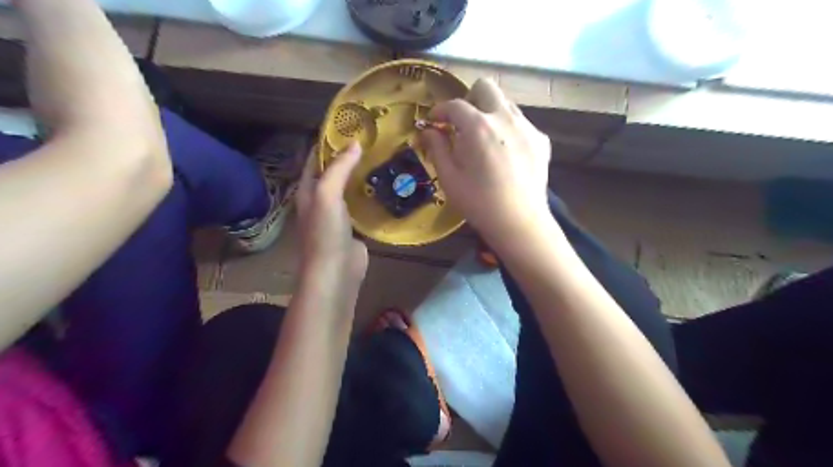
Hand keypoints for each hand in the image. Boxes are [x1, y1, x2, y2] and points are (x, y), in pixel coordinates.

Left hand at [296, 141, 366, 290]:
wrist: (336, 271)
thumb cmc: (325, 232)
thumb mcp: (327, 195)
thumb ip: (338, 169)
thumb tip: (355, 143)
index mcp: (308, 190)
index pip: (314, 159)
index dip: (326, 142)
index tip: (346, 127)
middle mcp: (321, 200)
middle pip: (333, 172)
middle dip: (347, 157)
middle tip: (370, 140)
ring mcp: (338, 215)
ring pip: (348, 188)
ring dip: (360, 175)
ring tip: (380, 157)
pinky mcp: (354, 227)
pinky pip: (361, 205)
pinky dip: (370, 194)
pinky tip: (384, 185)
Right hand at [421, 78, 550, 241]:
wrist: (518, 221)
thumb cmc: (478, 202)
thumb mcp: (449, 178)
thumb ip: (437, 148)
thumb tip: (429, 130)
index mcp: (478, 126)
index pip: (454, 105)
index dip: (439, 111)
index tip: (434, 122)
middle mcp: (505, 117)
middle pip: (485, 87)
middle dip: (469, 99)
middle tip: (462, 123)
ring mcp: (527, 127)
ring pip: (505, 103)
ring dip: (490, 113)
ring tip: (485, 139)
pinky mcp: (541, 140)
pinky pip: (521, 123)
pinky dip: (509, 130)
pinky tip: (506, 154)